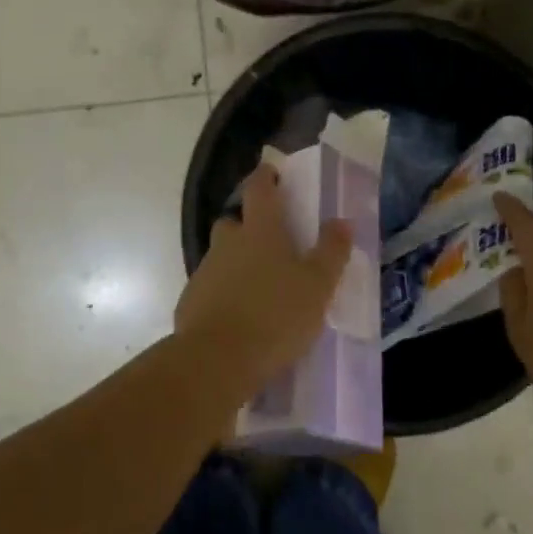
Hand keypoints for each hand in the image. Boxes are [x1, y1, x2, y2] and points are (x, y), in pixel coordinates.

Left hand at [175, 164, 352, 387]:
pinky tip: (238, 316)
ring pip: (221, 256)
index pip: (259, 189)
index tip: (271, 173)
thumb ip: (332, 252)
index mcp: (260, 232)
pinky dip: (223, 293)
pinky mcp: (191, 302)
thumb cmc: (276, 316)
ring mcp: (205, 272)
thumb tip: (341, 221)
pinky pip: (210, 288)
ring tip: (259, 287)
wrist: (217, 360)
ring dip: (236, 262)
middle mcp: (228, 244)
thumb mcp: (318, 286)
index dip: (265, 177)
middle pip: (234, 222)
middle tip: (269, 242)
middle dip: (247, 225)